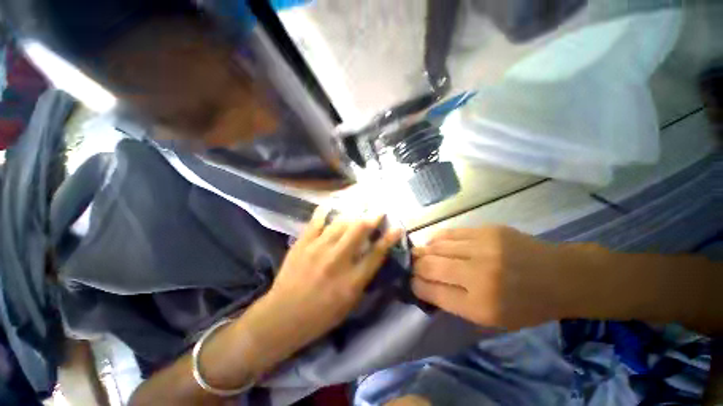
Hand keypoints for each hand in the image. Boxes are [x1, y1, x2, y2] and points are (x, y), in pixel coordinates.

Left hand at [260, 207, 401, 350]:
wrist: (283, 316)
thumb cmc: (321, 315)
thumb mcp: (350, 304)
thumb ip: (363, 278)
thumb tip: (372, 256)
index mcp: (352, 280)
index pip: (376, 253)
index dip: (389, 239)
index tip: (397, 228)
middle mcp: (338, 260)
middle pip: (360, 230)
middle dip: (372, 217)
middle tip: (378, 210)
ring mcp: (318, 248)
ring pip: (341, 222)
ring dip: (353, 212)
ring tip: (360, 205)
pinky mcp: (303, 243)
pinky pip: (316, 221)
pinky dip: (325, 211)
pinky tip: (331, 204)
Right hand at [411, 226, 580, 329]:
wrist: (560, 276)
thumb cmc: (526, 305)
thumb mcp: (492, 319)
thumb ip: (455, 303)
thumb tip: (425, 286)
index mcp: (481, 306)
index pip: (433, 293)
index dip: (416, 286)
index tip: (411, 282)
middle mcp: (479, 275)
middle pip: (431, 267)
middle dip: (415, 267)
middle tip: (412, 266)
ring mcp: (482, 248)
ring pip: (436, 247)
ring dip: (423, 251)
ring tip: (419, 254)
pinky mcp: (486, 230)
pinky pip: (449, 233)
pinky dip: (436, 239)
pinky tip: (433, 243)